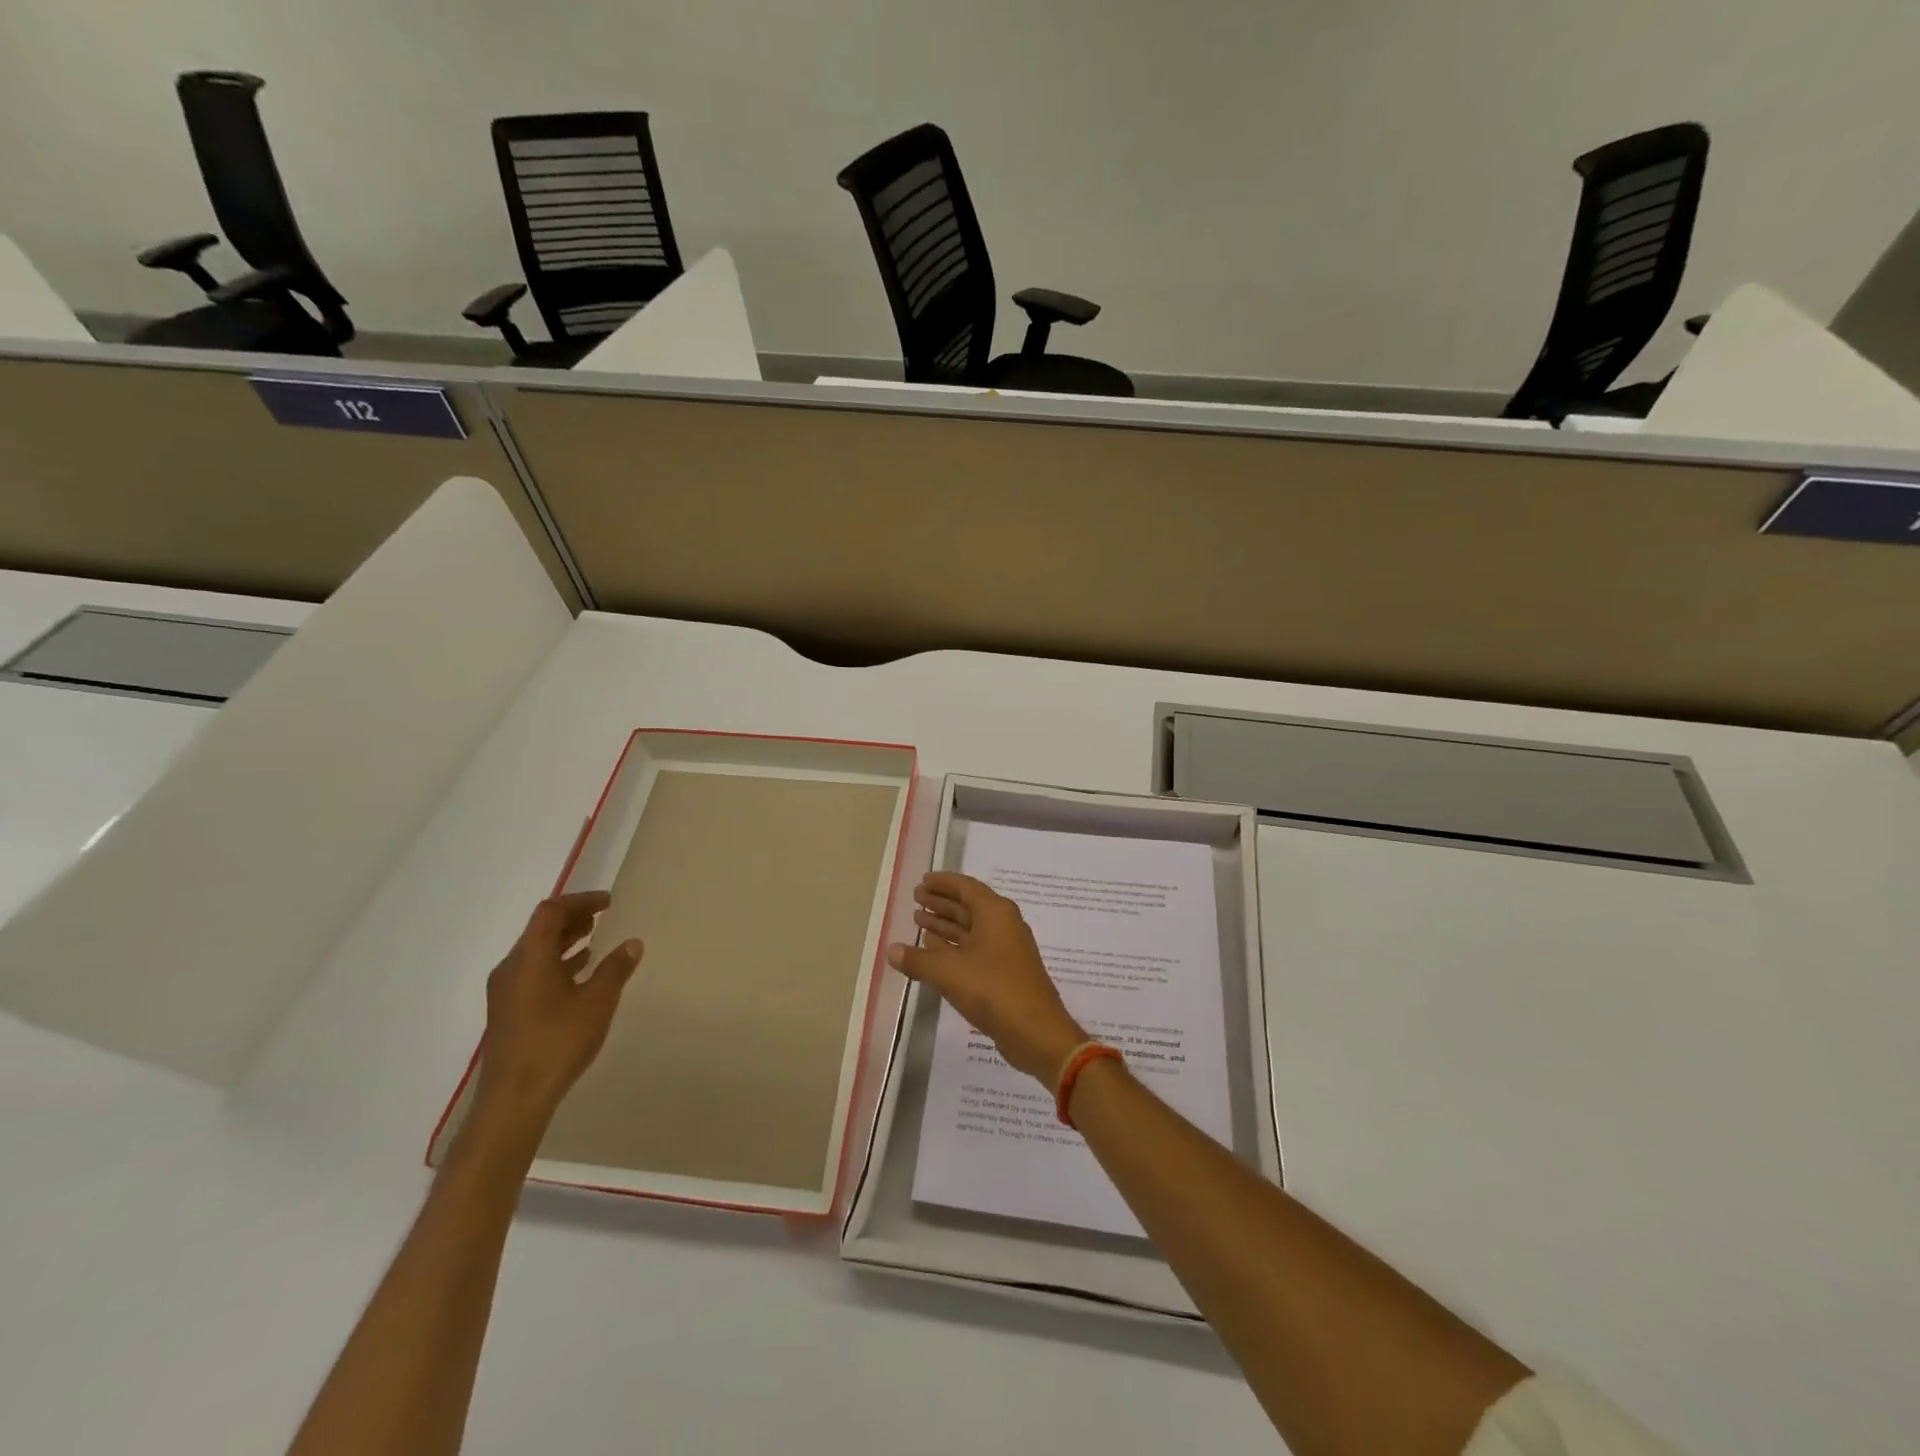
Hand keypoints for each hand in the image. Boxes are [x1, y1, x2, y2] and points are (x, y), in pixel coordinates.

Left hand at [474, 891, 642, 1131]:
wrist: (513, 1099)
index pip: (551, 912)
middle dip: (573, 918)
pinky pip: (533, 972)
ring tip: (595, 939)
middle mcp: (512, 967)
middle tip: (604, 915)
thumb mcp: (597, 1002)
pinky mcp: (508, 1011)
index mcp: (530, 958)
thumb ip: (615, 969)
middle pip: (540, 929)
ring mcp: (506, 991)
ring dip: (565, 941)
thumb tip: (632, 943)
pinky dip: (557, 962)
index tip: (608, 902)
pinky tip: (580, 975)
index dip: (580, 901)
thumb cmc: (557, 1042)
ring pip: (536, 952)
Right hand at [887, 872, 1085, 1084]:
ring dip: (945, 924)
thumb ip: (917, 959)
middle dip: (942, 902)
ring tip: (918, 920)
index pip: (965, 887)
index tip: (922, 881)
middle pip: (968, 906)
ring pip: (970, 929)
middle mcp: (1003, 925)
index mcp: (995, 912)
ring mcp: (1006, 950)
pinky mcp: (1005, 973)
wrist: (1036, 1032)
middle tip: (916, 898)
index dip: (943, 883)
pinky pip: (974, 949)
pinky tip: (934, 950)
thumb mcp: (948, 971)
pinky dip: (954, 946)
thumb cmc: (993, 989)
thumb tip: (891, 950)